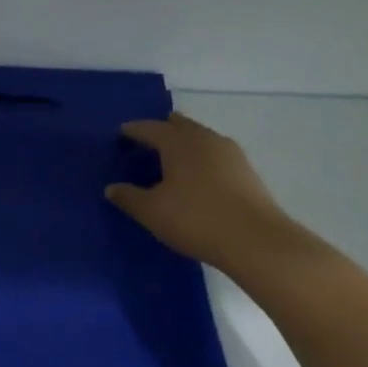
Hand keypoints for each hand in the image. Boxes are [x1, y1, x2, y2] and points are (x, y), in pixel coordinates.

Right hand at [106, 112, 296, 273]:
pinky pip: (215, 154)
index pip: (150, 128)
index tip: (121, 133)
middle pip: (179, 125)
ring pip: (200, 137)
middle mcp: (205, 139)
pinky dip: (200, 157)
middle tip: (146, 140)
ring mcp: (230, 153)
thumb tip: (111, 188)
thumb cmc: (196, 219)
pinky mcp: (246, 171)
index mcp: (179, 142)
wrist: (256, 241)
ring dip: (184, 143)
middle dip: (162, 129)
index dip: (134, 130)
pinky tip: (196, 176)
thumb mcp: (152, 212)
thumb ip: (129, 197)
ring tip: (170, 158)